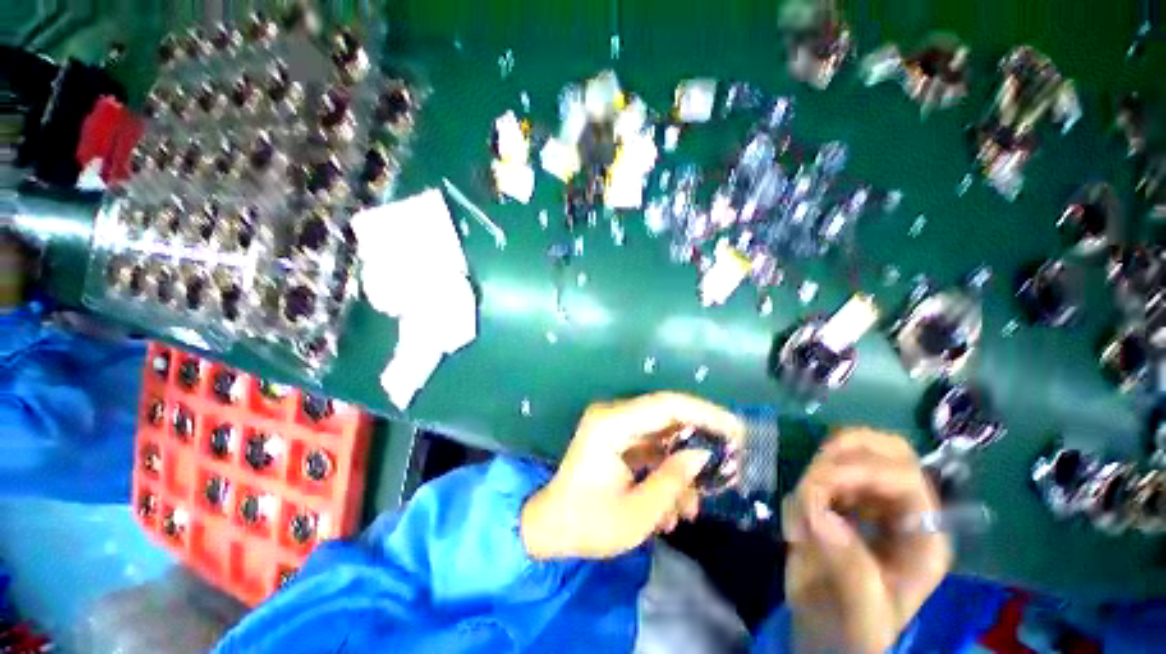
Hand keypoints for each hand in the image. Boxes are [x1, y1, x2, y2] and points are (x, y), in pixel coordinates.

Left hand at [521, 392, 743, 559]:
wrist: (551, 527)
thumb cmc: (588, 524)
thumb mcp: (637, 513)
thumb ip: (673, 480)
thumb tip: (703, 455)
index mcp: (611, 425)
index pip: (666, 405)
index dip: (705, 414)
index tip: (737, 431)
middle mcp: (612, 415)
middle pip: (667, 415)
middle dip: (700, 441)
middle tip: (728, 466)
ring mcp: (614, 425)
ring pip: (663, 434)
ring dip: (682, 465)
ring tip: (692, 506)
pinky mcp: (617, 438)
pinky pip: (651, 446)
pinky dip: (667, 469)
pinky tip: (674, 505)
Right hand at [783, 428, 951, 653]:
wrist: (828, 633)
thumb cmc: (854, 631)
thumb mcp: (862, 616)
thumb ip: (851, 569)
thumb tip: (820, 514)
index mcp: (922, 537)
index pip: (905, 478)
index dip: (862, 470)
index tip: (815, 487)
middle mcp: (901, 510)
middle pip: (887, 449)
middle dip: (844, 451)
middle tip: (812, 475)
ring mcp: (869, 501)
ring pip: (852, 450)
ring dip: (820, 467)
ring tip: (803, 506)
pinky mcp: (840, 498)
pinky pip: (822, 468)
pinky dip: (805, 483)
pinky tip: (799, 516)